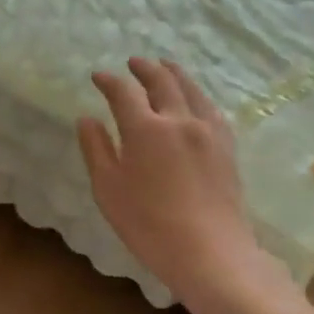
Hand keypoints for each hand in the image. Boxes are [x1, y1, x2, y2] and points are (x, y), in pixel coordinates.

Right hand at [78, 57, 262, 306]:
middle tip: (133, 63)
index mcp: (145, 129)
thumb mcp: (108, 189)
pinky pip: (211, 108)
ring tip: (165, 66)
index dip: (109, 81)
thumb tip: (87, 119)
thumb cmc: (148, 224)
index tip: (98, 77)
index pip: (123, 92)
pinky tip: (195, 99)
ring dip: (174, 73)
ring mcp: (208, 131)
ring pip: (191, 89)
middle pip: (162, 81)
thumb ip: (96, 150)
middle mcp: (179, 120)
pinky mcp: (226, 146)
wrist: (209, 251)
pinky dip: (197, 94)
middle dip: (145, 68)